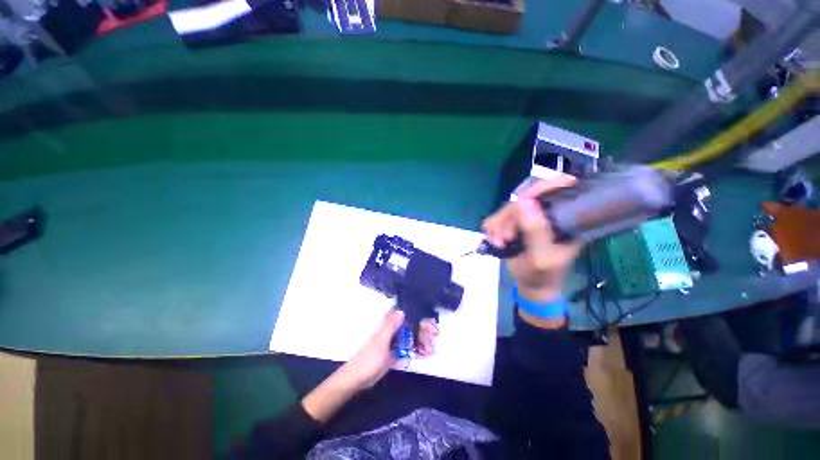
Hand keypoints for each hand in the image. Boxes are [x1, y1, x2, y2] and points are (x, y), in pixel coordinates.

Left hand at [301, 310, 439, 422]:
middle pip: (412, 325)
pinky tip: (424, 353)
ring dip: (422, 341)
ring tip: (429, 350)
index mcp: (388, 324)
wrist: (358, 379)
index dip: (420, 318)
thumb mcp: (381, 342)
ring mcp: (395, 340)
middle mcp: (393, 329)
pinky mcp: (396, 351)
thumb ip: (391, 326)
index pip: (407, 315)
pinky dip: (417, 348)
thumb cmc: (368, 359)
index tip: (431, 326)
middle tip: (434, 337)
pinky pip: (409, 346)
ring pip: (412, 335)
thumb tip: (402, 310)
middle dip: (424, 331)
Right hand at [482, 176, 580, 302]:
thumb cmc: (543, 275)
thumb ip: (535, 230)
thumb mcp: (542, 256)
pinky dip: (491, 229)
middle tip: (506, 238)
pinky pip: (495, 218)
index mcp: (563, 219)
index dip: (539, 188)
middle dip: (508, 219)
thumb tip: (524, 200)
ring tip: (500, 243)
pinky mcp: (511, 224)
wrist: (531, 286)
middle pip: (521, 200)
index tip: (523, 199)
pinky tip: (496, 241)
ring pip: (505, 209)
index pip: (554, 191)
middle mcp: (545, 214)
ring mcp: (526, 219)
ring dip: (498, 226)